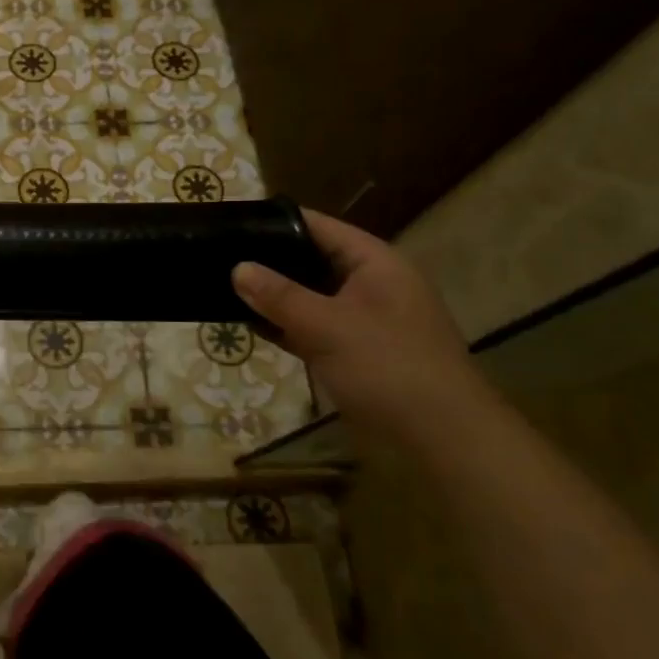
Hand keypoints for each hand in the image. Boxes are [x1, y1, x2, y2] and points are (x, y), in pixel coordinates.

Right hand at [232, 208, 484, 435]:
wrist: (440, 437)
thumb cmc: (388, 367)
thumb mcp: (327, 325)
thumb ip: (279, 296)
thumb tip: (238, 268)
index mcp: (374, 263)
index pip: (319, 227)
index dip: (277, 221)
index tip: (234, 221)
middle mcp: (369, 285)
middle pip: (311, 260)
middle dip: (268, 261)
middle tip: (218, 256)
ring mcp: (361, 320)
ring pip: (308, 297)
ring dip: (272, 296)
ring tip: (221, 286)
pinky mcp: (352, 352)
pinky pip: (310, 327)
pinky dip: (283, 325)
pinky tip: (247, 324)